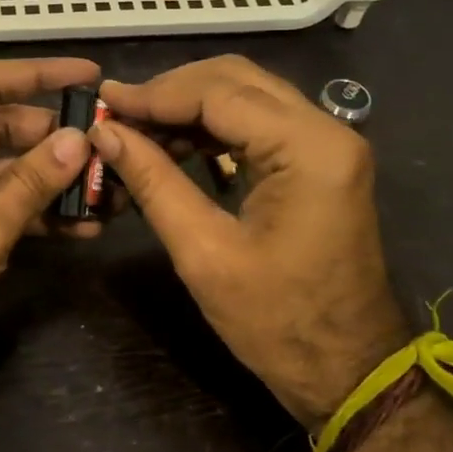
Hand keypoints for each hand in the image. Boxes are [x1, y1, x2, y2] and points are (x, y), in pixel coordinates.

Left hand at [0, 57, 99, 415]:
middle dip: (53, 136)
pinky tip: (84, 225)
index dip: (37, 75)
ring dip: (52, 178)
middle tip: (109, 141)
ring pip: (6, 169)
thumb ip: (31, 182)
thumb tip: (81, 139)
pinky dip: (39, 213)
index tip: (90, 76)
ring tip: (108, 186)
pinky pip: (3, 205)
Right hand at [91, 56, 408, 424]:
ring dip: (190, 106)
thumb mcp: (204, 253)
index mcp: (309, 150)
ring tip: (138, 131)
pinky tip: (178, 146)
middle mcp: (327, 130)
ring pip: (247, 95)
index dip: (155, 94)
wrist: (348, 371)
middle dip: (172, 91)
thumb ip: (153, 182)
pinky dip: (215, 126)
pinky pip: (260, 123)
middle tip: (119, 113)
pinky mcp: (320, 162)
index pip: (220, 93)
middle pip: (236, 80)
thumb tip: (104, 132)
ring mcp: (328, 144)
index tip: (104, 102)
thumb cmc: (277, 323)